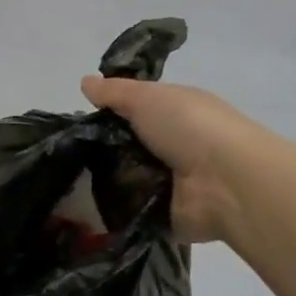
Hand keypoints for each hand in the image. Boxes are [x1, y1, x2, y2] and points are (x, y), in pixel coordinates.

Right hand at [82, 76, 260, 243]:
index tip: (80, 120)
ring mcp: (172, 181)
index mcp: (177, 112)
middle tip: (69, 152)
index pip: (138, 109)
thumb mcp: (146, 97)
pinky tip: (87, 205)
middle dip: (102, 148)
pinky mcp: (166, 213)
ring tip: (70, 180)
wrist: (225, 182)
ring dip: (106, 179)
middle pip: (129, 145)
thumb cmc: (188, 127)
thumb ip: (114, 92)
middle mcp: (176, 145)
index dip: (111, 112)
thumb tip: (85, 81)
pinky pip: (132, 209)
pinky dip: (115, 208)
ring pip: (128, 177)